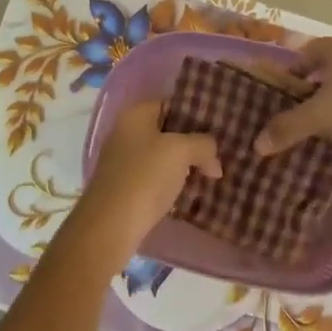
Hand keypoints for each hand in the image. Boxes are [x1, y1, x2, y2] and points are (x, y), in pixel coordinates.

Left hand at [69, 101, 220, 260]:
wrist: (110, 226)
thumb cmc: (145, 177)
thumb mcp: (181, 151)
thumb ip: (203, 145)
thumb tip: (213, 159)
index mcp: (135, 115)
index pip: (172, 104)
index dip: (197, 114)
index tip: (220, 128)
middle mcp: (126, 132)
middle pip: (168, 131)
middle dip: (194, 143)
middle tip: (220, 154)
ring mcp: (123, 161)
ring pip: (163, 157)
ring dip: (186, 165)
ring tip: (213, 174)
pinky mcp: (125, 188)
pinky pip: (156, 178)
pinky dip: (173, 183)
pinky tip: (192, 193)